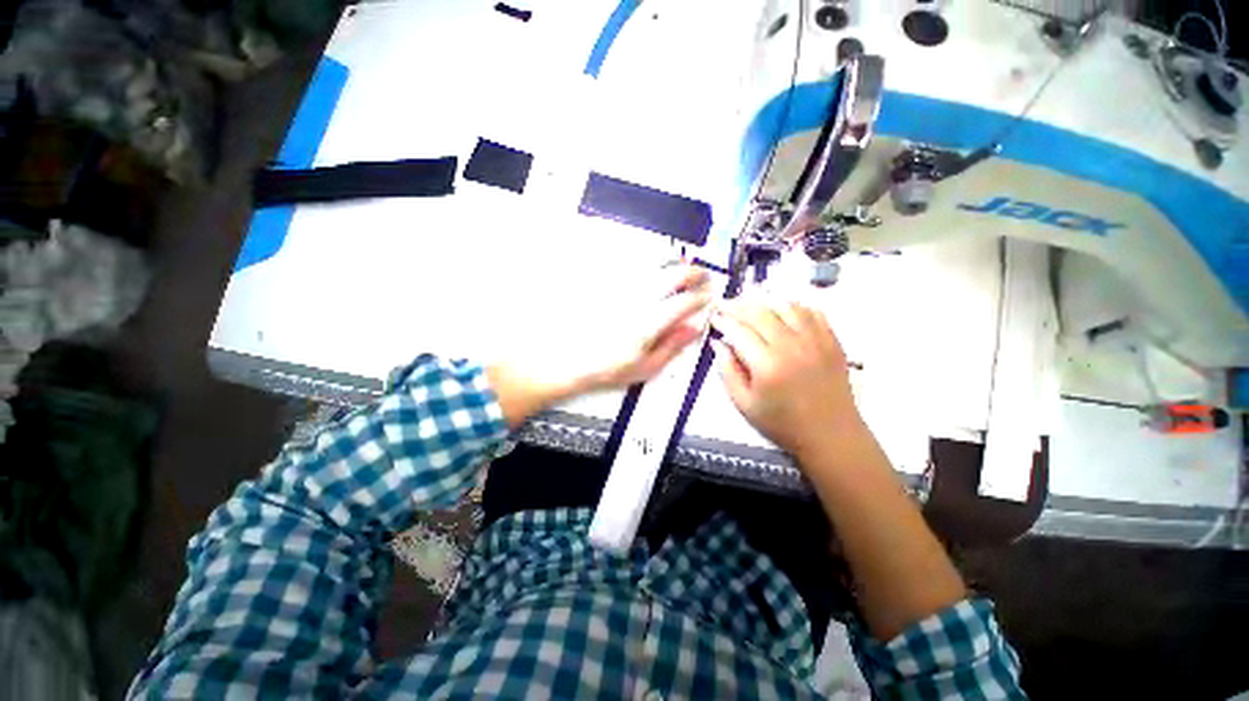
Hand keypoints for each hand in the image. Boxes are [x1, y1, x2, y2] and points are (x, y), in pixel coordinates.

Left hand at [579, 263, 712, 391]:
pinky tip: (653, 263)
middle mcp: (637, 299)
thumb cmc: (608, 366)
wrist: (571, 358)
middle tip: (703, 276)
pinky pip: (632, 261)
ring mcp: (621, 287)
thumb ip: (673, 346)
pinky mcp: (607, 281)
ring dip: (674, 260)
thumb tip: (695, 327)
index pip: (684, 302)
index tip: (709, 297)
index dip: (702, 297)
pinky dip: (649, 258)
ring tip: (682, 262)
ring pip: (653, 261)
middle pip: (673, 275)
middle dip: (695, 272)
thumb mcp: (646, 367)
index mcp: (648, 323)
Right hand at [711, 295, 862, 458]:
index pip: (739, 330)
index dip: (723, 320)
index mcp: (767, 364)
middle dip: (738, 306)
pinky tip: (782, 310)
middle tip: (725, 305)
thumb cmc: (782, 423)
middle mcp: (791, 346)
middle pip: (760, 313)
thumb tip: (718, 343)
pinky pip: (811, 312)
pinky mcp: (832, 340)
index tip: (713, 317)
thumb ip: (727, 371)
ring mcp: (815, 340)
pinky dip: (793, 306)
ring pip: (785, 306)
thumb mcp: (744, 404)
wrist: (830, 435)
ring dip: (764, 302)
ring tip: (750, 304)